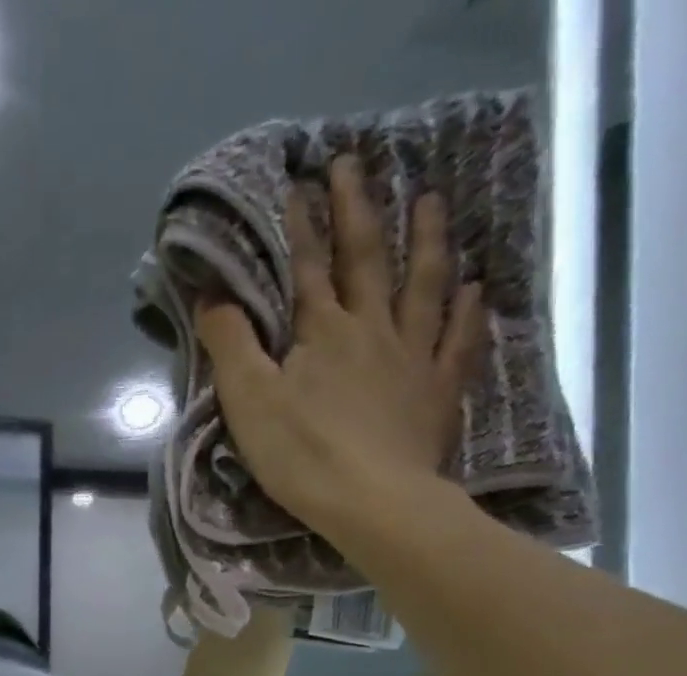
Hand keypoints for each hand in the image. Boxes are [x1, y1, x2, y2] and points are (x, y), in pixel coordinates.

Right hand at [195, 155, 485, 542]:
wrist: (374, 502)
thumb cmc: (303, 455)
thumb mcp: (249, 401)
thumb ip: (230, 345)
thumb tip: (212, 294)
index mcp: (323, 333)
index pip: (309, 268)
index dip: (300, 226)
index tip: (297, 183)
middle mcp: (373, 330)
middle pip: (367, 260)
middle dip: (357, 210)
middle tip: (354, 163)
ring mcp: (413, 358)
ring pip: (423, 286)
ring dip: (426, 240)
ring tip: (431, 200)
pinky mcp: (439, 393)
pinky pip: (459, 341)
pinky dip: (467, 311)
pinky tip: (474, 288)